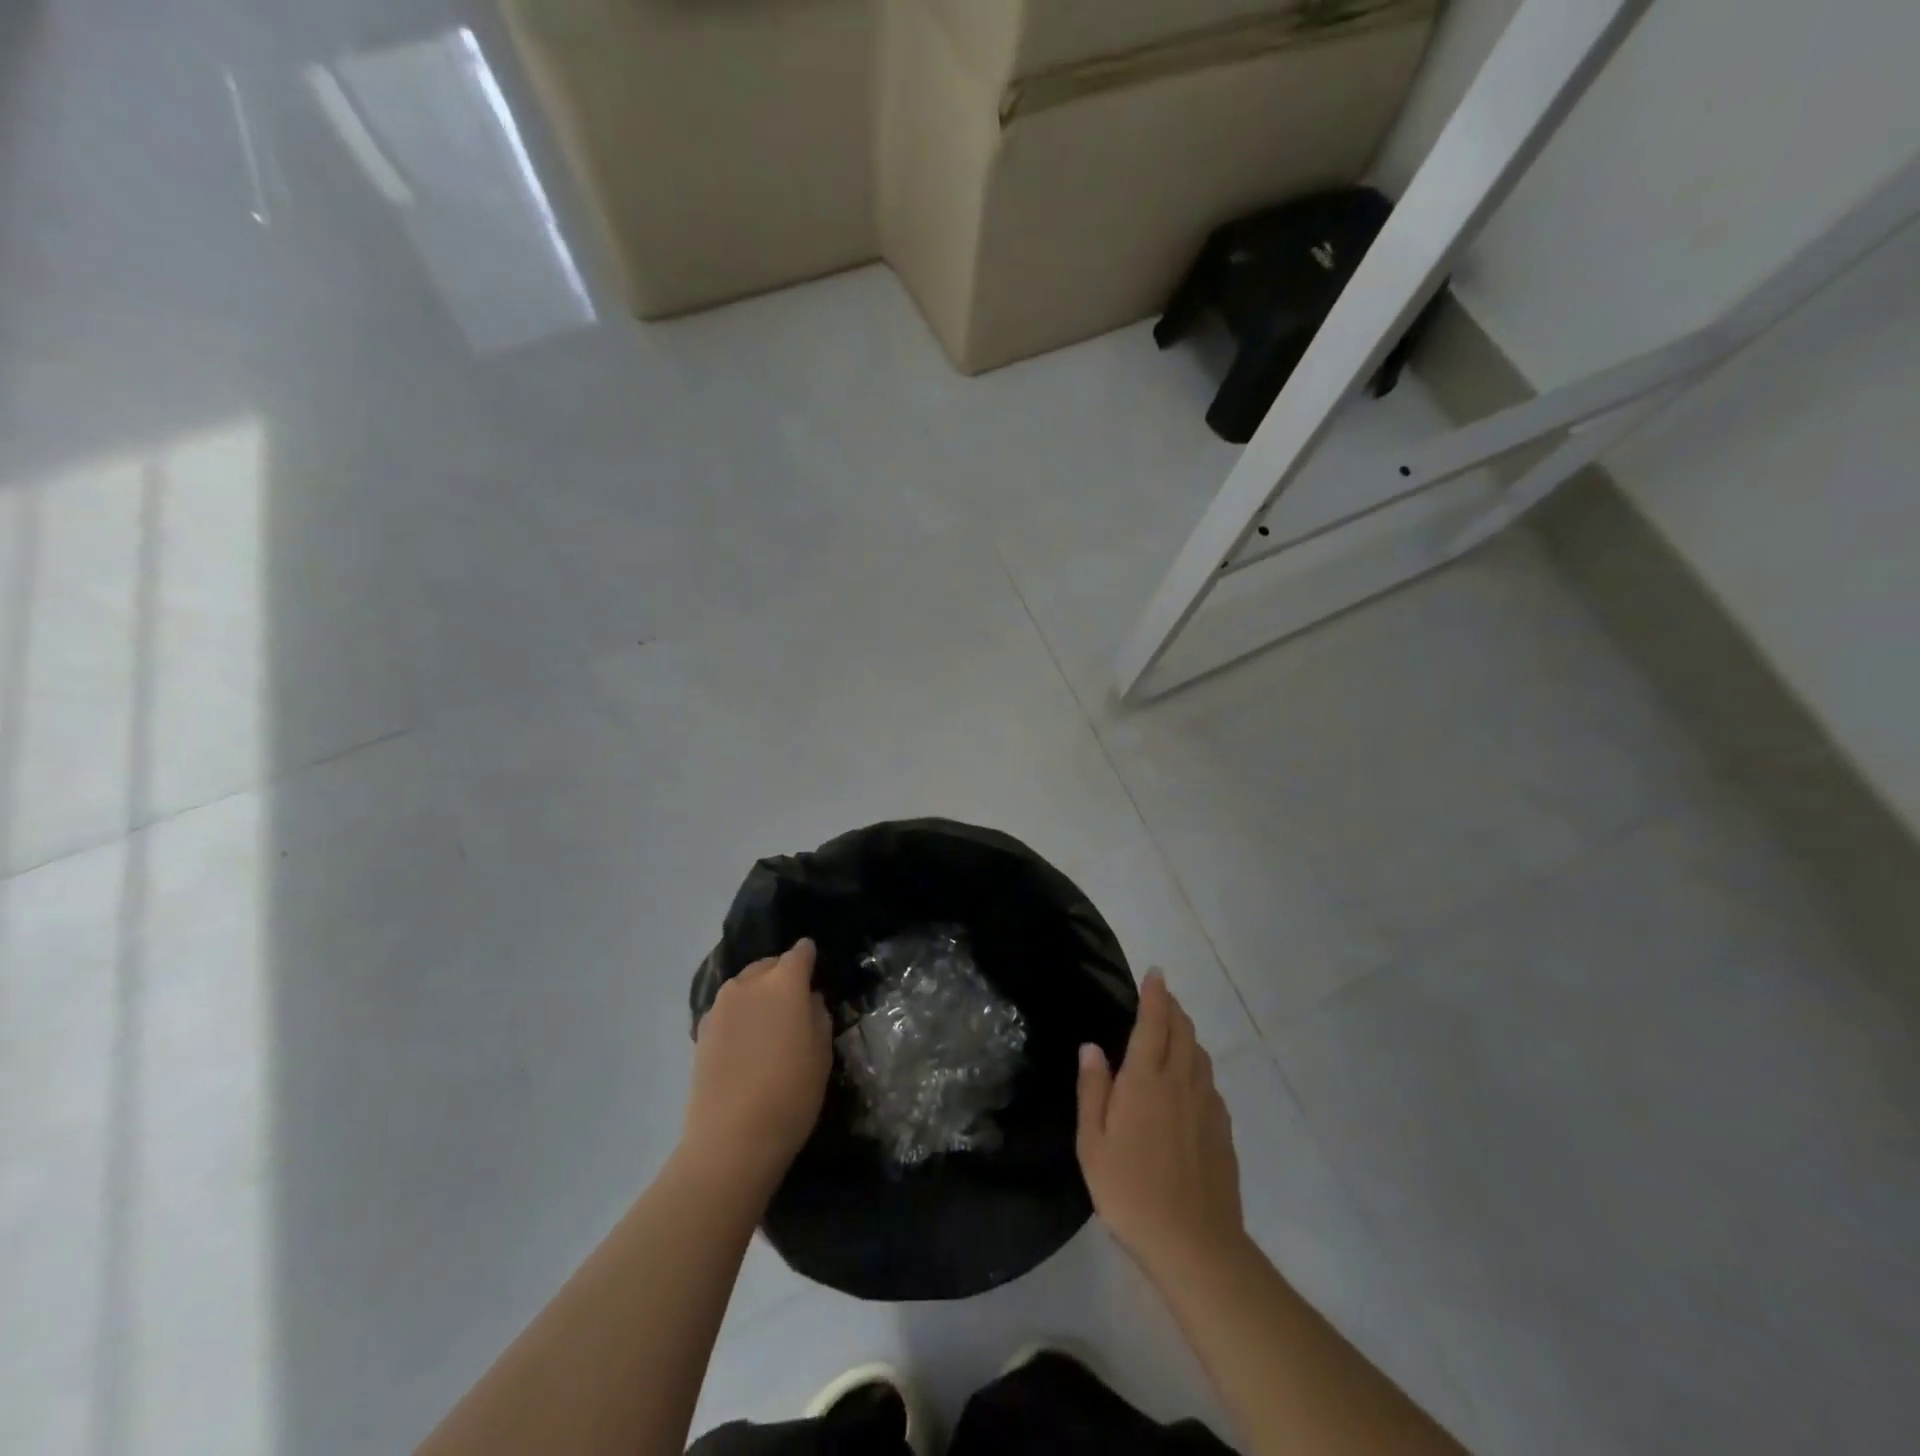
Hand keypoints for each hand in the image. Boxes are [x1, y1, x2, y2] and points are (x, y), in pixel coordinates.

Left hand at [683, 939, 832, 1197]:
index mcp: (783, 983)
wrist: (731, 1140)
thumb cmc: (790, 1093)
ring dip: (758, 995)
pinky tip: (747, 1043)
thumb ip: (817, 1015)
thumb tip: (808, 999)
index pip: (800, 953)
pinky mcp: (701, 1031)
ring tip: (769, 1024)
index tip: (816, 967)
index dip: (809, 957)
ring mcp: (720, 1006)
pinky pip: (728, 1010)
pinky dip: (740, 1016)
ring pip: (745, 986)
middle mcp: (748, 984)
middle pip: (768, 965)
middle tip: (795, 1002)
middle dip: (782, 975)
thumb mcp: (821, 1054)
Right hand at [1076, 970, 1245, 1278]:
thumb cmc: (1131, 1191)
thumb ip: (1093, 1089)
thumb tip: (1092, 1046)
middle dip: (1172, 1008)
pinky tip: (1189, 1081)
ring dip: (1187, 1033)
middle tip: (1162, 997)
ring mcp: (1207, 1105)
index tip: (1156, 972)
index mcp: (1147, 1080)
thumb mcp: (1093, 1143)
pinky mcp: (1222, 1130)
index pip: (1154, 1022)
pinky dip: (1198, 1065)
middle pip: (1183, 1031)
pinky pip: (1209, 1082)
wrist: (1195, 1245)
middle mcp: (1181, 1082)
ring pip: (1200, 1054)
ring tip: (1174, 1030)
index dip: (1155, 995)